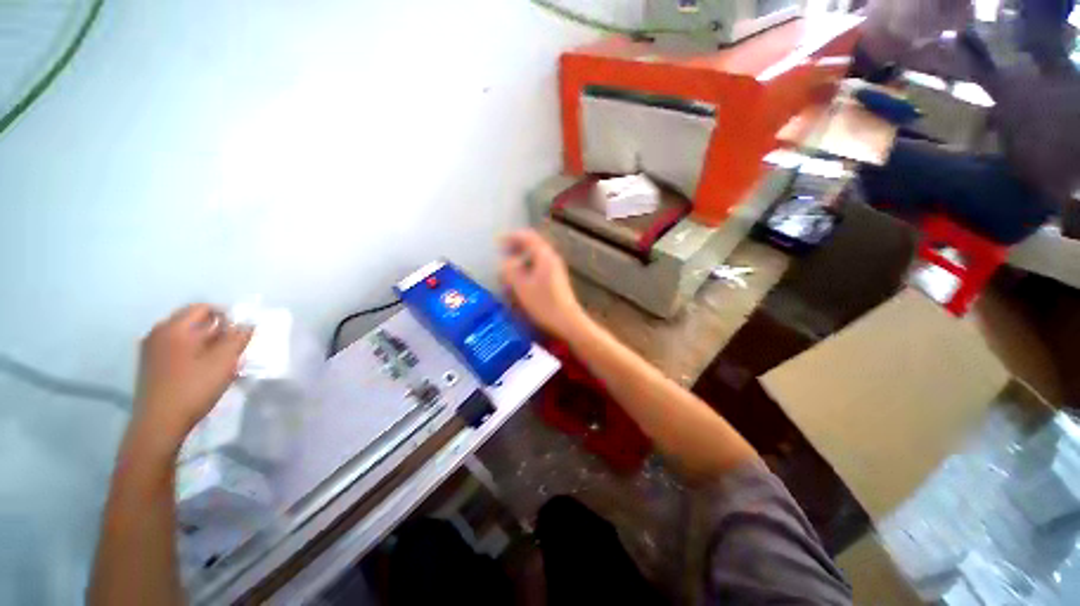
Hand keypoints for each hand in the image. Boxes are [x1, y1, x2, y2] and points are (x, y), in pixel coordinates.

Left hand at [131, 304, 252, 448]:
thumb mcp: (224, 362)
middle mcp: (158, 332)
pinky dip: (191, 352)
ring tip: (218, 360)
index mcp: (175, 328)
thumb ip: (238, 338)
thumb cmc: (193, 388)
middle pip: (192, 320)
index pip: (204, 308)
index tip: (239, 334)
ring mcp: (150, 349)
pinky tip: (200, 369)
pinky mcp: (149, 364)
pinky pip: (174, 348)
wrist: (159, 423)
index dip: (226, 316)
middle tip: (232, 348)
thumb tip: (248, 323)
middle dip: (215, 330)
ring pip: (184, 335)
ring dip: (204, 342)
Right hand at [499, 230, 586, 339]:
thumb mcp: (521, 287)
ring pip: (536, 255)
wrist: (567, 320)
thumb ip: (510, 271)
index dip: (511, 237)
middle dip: (516, 245)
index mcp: (544, 255)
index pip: (527, 236)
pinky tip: (521, 277)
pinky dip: (528, 265)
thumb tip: (504, 262)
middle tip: (502, 252)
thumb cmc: (543, 303)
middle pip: (533, 244)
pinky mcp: (556, 278)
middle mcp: (551, 257)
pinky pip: (539, 264)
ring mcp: (556, 268)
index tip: (498, 242)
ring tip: (509, 264)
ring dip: (522, 255)